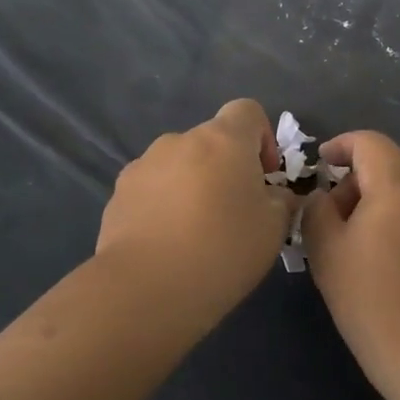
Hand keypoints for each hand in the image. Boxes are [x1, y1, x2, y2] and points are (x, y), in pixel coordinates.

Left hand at [95, 99, 297, 309]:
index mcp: (223, 140)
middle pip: (211, 141)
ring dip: (192, 185)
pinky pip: (152, 189)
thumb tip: (276, 194)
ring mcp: (143, 165)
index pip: (247, 111)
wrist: (145, 289)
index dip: (263, 137)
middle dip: (226, 168)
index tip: (265, 177)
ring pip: (179, 165)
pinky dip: (163, 205)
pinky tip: (166, 244)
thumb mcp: (274, 228)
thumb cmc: (222, 250)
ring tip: (195, 232)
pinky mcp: (118, 194)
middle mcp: (180, 140)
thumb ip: (282, 200)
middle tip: (234, 213)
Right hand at [302, 130, 399, 399]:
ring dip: (385, 189)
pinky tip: (398, 235)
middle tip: (333, 207)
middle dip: (359, 172)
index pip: (368, 142)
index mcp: (397, 180)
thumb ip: (316, 208)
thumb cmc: (368, 295)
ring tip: (363, 223)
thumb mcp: (325, 247)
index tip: (319, 165)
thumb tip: (323, 195)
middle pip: (391, 158)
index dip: (339, 146)